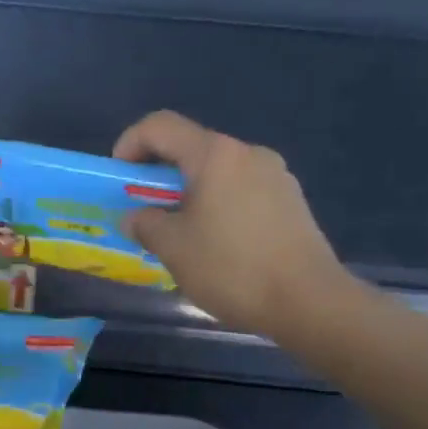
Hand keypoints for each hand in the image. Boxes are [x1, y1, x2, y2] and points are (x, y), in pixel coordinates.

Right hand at [114, 110, 362, 344]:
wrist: (309, 302)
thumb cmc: (232, 268)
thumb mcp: (173, 248)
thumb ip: (145, 224)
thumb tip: (136, 217)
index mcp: (215, 155)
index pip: (160, 126)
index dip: (129, 144)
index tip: (119, 179)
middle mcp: (248, 153)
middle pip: (191, 148)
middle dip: (159, 176)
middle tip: (144, 212)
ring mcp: (275, 176)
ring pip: (218, 172)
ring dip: (189, 193)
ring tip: (180, 234)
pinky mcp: (291, 201)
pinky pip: (241, 191)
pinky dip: (217, 206)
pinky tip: (217, 246)